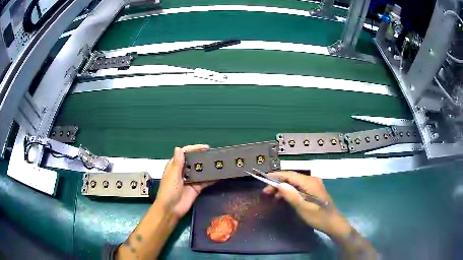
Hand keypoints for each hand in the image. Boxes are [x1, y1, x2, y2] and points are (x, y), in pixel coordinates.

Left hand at [155, 145, 213, 219]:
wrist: (171, 209)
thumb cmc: (169, 191)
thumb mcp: (173, 176)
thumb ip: (177, 163)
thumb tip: (178, 148)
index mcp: (175, 166)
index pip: (185, 153)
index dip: (194, 149)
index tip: (206, 147)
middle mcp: (183, 171)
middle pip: (194, 161)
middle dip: (203, 157)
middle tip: (215, 154)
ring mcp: (190, 180)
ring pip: (200, 171)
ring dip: (208, 167)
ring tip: (219, 163)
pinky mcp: (196, 188)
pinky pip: (205, 182)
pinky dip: (211, 179)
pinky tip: (219, 175)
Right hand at [263, 171, 350, 238]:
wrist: (333, 223)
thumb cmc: (318, 217)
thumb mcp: (303, 208)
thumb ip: (292, 195)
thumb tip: (279, 184)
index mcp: (310, 183)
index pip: (291, 175)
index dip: (277, 175)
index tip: (264, 178)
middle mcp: (312, 180)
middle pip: (292, 178)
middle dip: (278, 183)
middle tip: (266, 191)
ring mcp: (314, 185)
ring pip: (295, 182)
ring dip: (283, 187)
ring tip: (272, 195)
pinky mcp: (314, 190)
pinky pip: (299, 187)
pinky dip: (290, 190)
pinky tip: (283, 197)